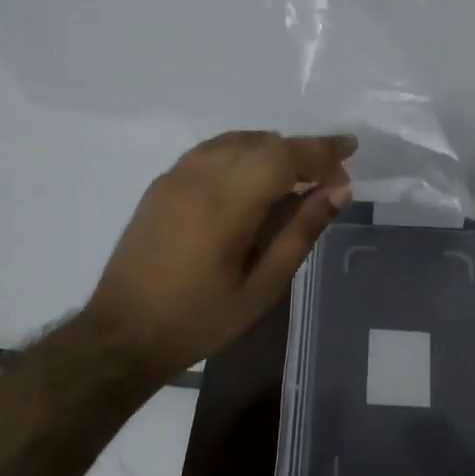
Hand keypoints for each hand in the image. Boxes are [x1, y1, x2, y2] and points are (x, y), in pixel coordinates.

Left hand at [82, 131, 355, 375]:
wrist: (123, 334)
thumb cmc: (199, 320)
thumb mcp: (262, 287)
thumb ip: (300, 232)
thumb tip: (339, 192)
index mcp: (225, 204)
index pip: (283, 155)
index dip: (322, 150)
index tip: (351, 154)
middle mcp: (198, 177)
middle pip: (263, 142)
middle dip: (302, 151)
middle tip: (330, 176)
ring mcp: (175, 176)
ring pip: (236, 141)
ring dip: (272, 150)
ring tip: (297, 177)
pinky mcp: (161, 184)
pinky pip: (211, 151)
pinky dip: (242, 153)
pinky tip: (253, 180)